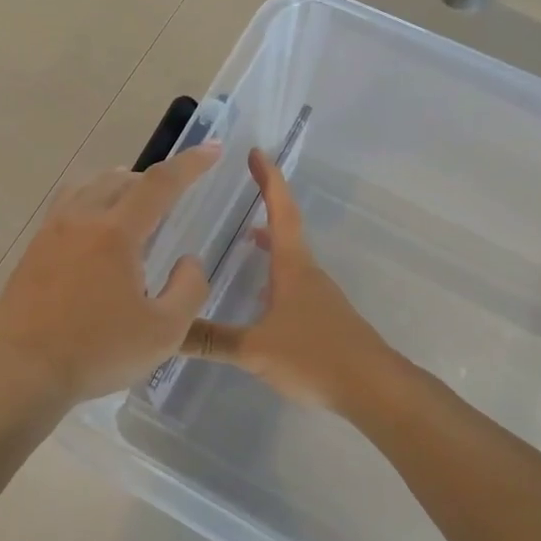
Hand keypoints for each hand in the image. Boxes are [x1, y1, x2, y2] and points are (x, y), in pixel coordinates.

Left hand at [0, 144, 219, 403]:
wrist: (22, 373)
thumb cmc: (98, 352)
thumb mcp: (165, 332)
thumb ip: (189, 289)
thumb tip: (188, 261)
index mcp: (116, 233)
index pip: (160, 183)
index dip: (190, 164)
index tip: (212, 150)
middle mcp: (80, 221)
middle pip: (119, 179)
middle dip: (151, 179)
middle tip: (171, 194)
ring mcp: (49, 234)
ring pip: (86, 189)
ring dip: (116, 187)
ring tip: (131, 207)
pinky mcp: (31, 253)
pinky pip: (65, 210)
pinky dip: (89, 207)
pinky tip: (92, 238)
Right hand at [180, 149, 393, 409]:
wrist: (373, 388)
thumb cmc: (315, 356)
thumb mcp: (255, 350)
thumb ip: (211, 341)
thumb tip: (166, 333)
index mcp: (293, 268)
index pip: (281, 212)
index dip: (268, 181)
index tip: (256, 153)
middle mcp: (308, 274)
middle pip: (287, 230)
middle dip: (266, 207)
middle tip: (244, 192)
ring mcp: (320, 297)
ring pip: (291, 259)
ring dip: (271, 243)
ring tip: (246, 240)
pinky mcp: (325, 320)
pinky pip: (294, 285)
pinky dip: (275, 275)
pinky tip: (262, 298)